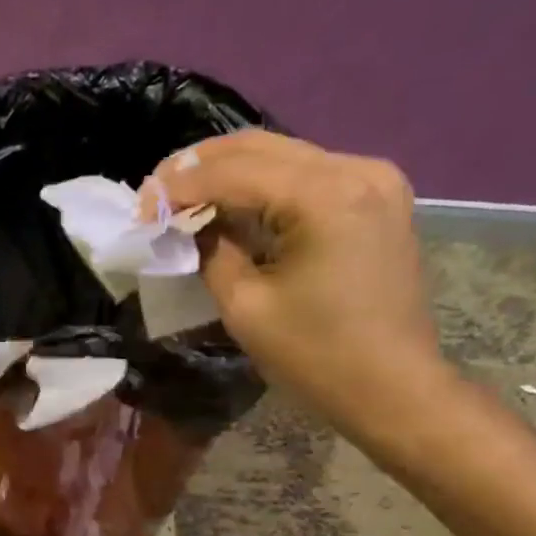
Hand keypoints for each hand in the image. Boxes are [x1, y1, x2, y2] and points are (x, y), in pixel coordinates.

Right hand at [144, 129, 451, 436]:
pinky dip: (266, 186)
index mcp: (325, 195)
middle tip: (157, 192)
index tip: (141, 207)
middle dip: (200, 166)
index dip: (179, 186)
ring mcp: (375, 179)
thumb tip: (192, 225)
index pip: (233, 171)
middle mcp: (356, 169)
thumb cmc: (317, 357)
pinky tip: (236, 206)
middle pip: (260, 147)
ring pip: (284, 156)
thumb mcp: (246, 308)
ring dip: (231, 173)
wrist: (394, 389)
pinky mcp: (379, 198)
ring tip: (186, 198)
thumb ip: (212, 252)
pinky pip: (309, 176)